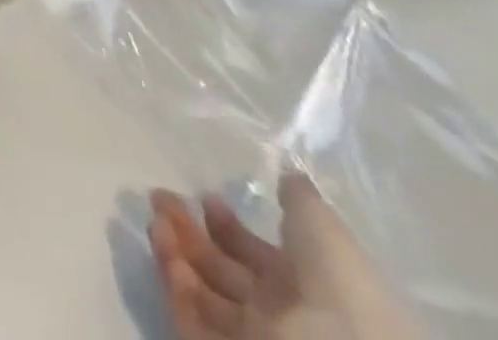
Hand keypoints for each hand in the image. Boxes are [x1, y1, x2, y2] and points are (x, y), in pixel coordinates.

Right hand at [148, 174, 419, 339]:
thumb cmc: (339, 292)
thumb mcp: (326, 232)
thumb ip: (301, 202)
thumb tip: (286, 174)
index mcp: (303, 288)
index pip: (256, 255)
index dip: (228, 225)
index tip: (206, 196)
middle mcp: (274, 313)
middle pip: (222, 269)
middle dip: (189, 230)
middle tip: (162, 196)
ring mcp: (247, 334)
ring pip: (200, 289)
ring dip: (174, 250)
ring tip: (157, 218)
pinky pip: (190, 314)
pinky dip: (173, 282)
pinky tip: (165, 250)